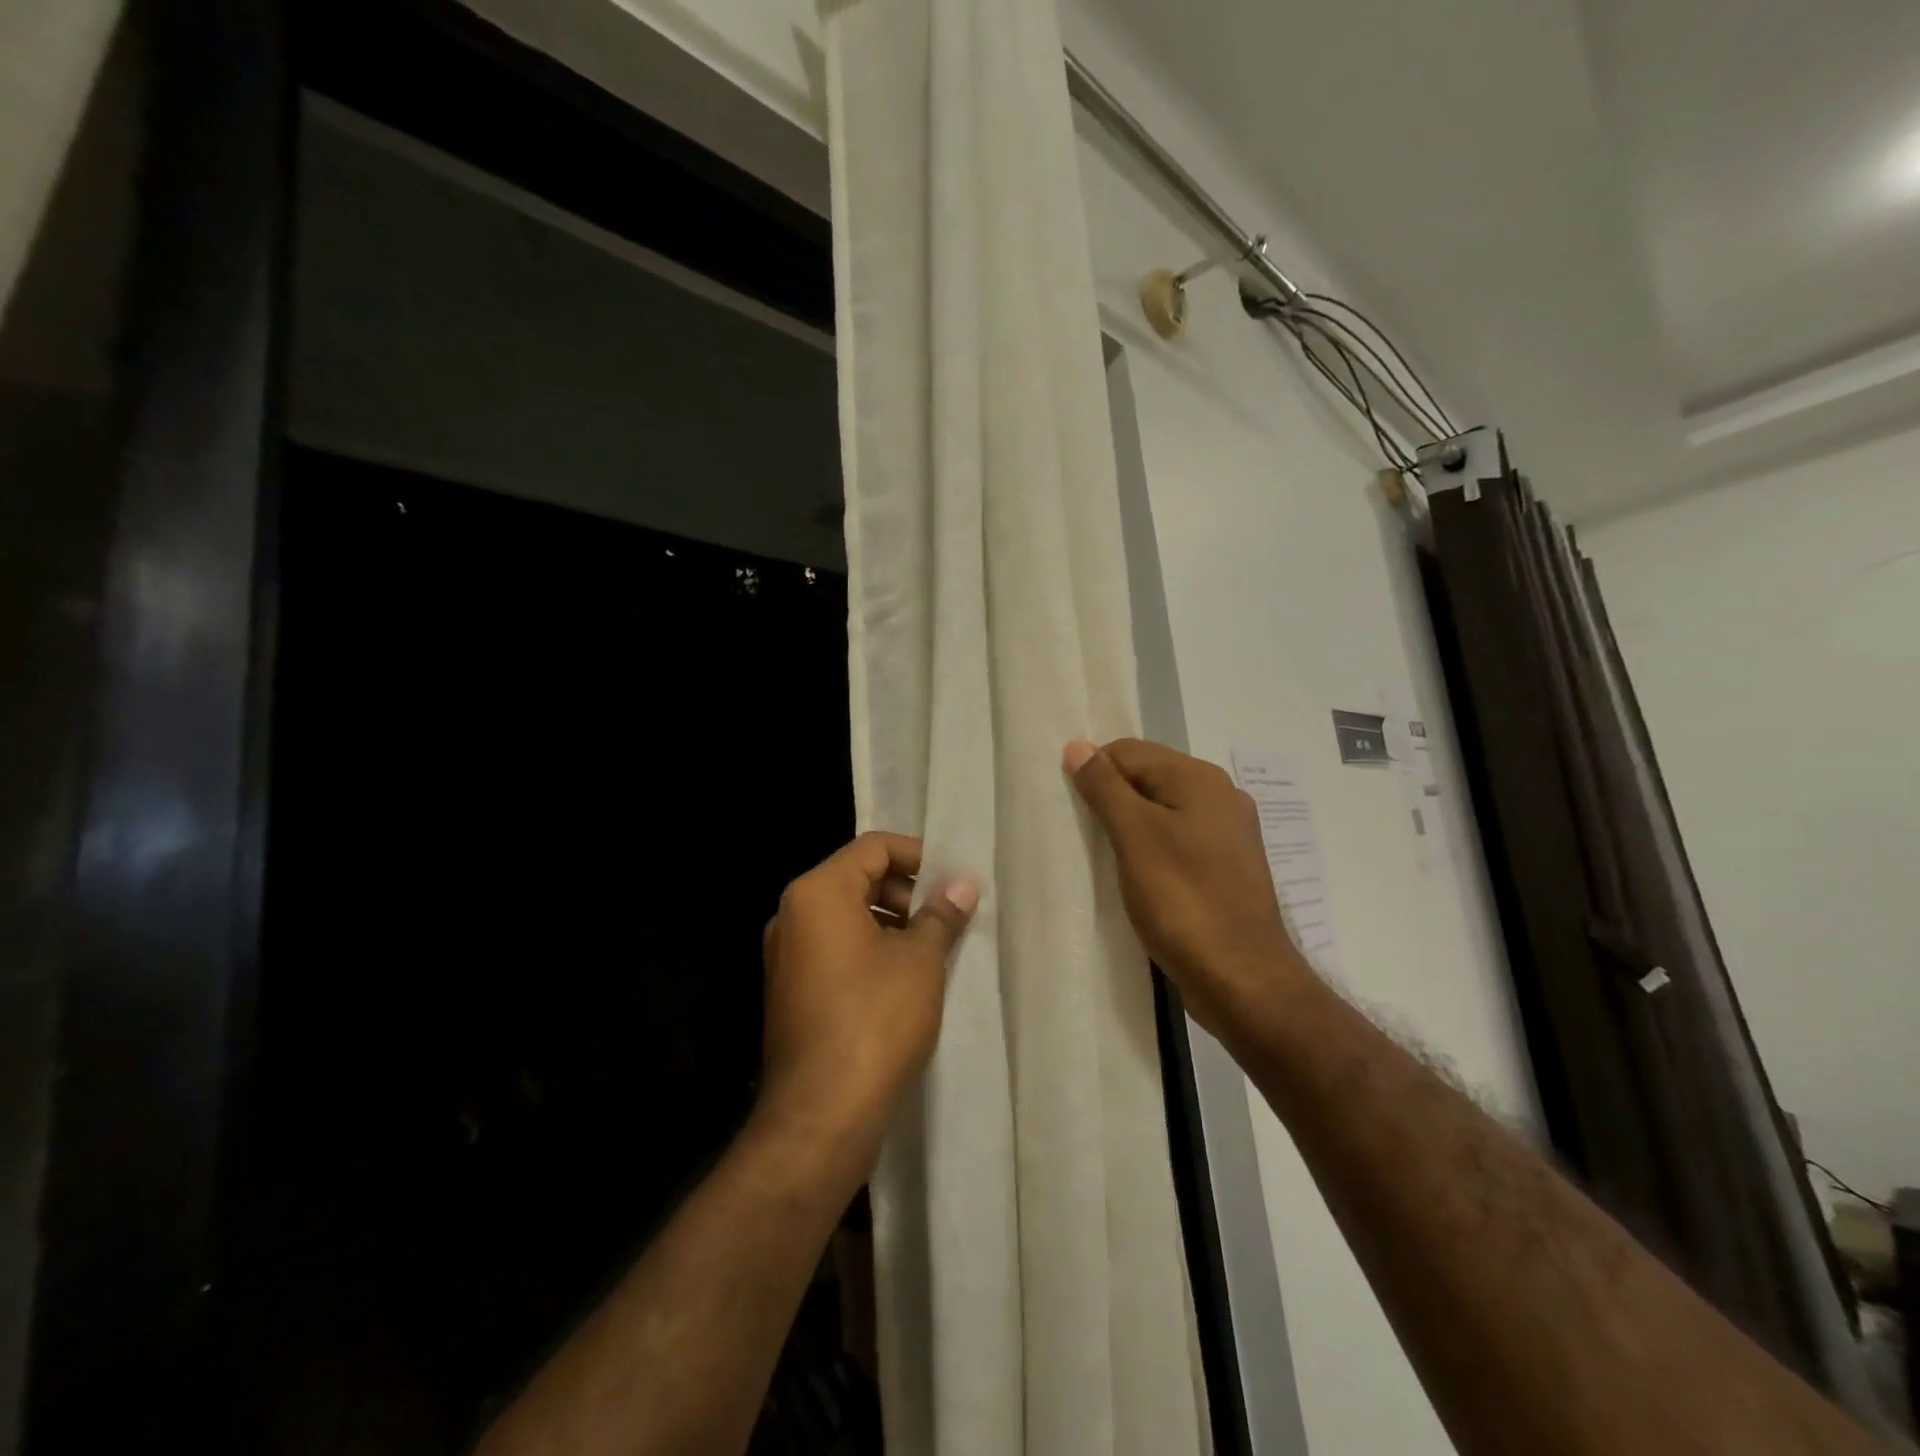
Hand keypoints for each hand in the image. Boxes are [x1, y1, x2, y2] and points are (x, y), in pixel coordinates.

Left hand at [758, 832, 977, 1174]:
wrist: (821, 1115)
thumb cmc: (875, 1020)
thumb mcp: (920, 960)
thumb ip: (941, 914)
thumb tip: (963, 883)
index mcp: (818, 893)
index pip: (873, 848)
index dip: (917, 855)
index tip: (952, 879)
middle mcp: (792, 915)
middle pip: (857, 878)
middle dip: (906, 890)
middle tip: (947, 915)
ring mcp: (786, 955)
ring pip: (846, 916)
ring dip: (891, 921)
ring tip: (932, 948)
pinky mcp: (790, 990)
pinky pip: (834, 948)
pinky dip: (869, 949)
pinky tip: (904, 978)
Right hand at [1065, 738, 1310, 1046]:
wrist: (1242, 979)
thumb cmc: (1183, 901)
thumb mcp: (1135, 837)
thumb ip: (1105, 788)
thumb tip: (1077, 745)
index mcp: (1200, 779)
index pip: (1129, 752)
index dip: (1094, 772)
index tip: (1069, 807)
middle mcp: (1220, 796)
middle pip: (1148, 777)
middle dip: (1111, 797)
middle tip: (1081, 832)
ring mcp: (1227, 833)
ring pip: (1162, 811)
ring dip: (1129, 825)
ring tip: (1102, 854)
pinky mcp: (1226, 867)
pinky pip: (1177, 839)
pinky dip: (1150, 847)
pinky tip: (1134, 873)